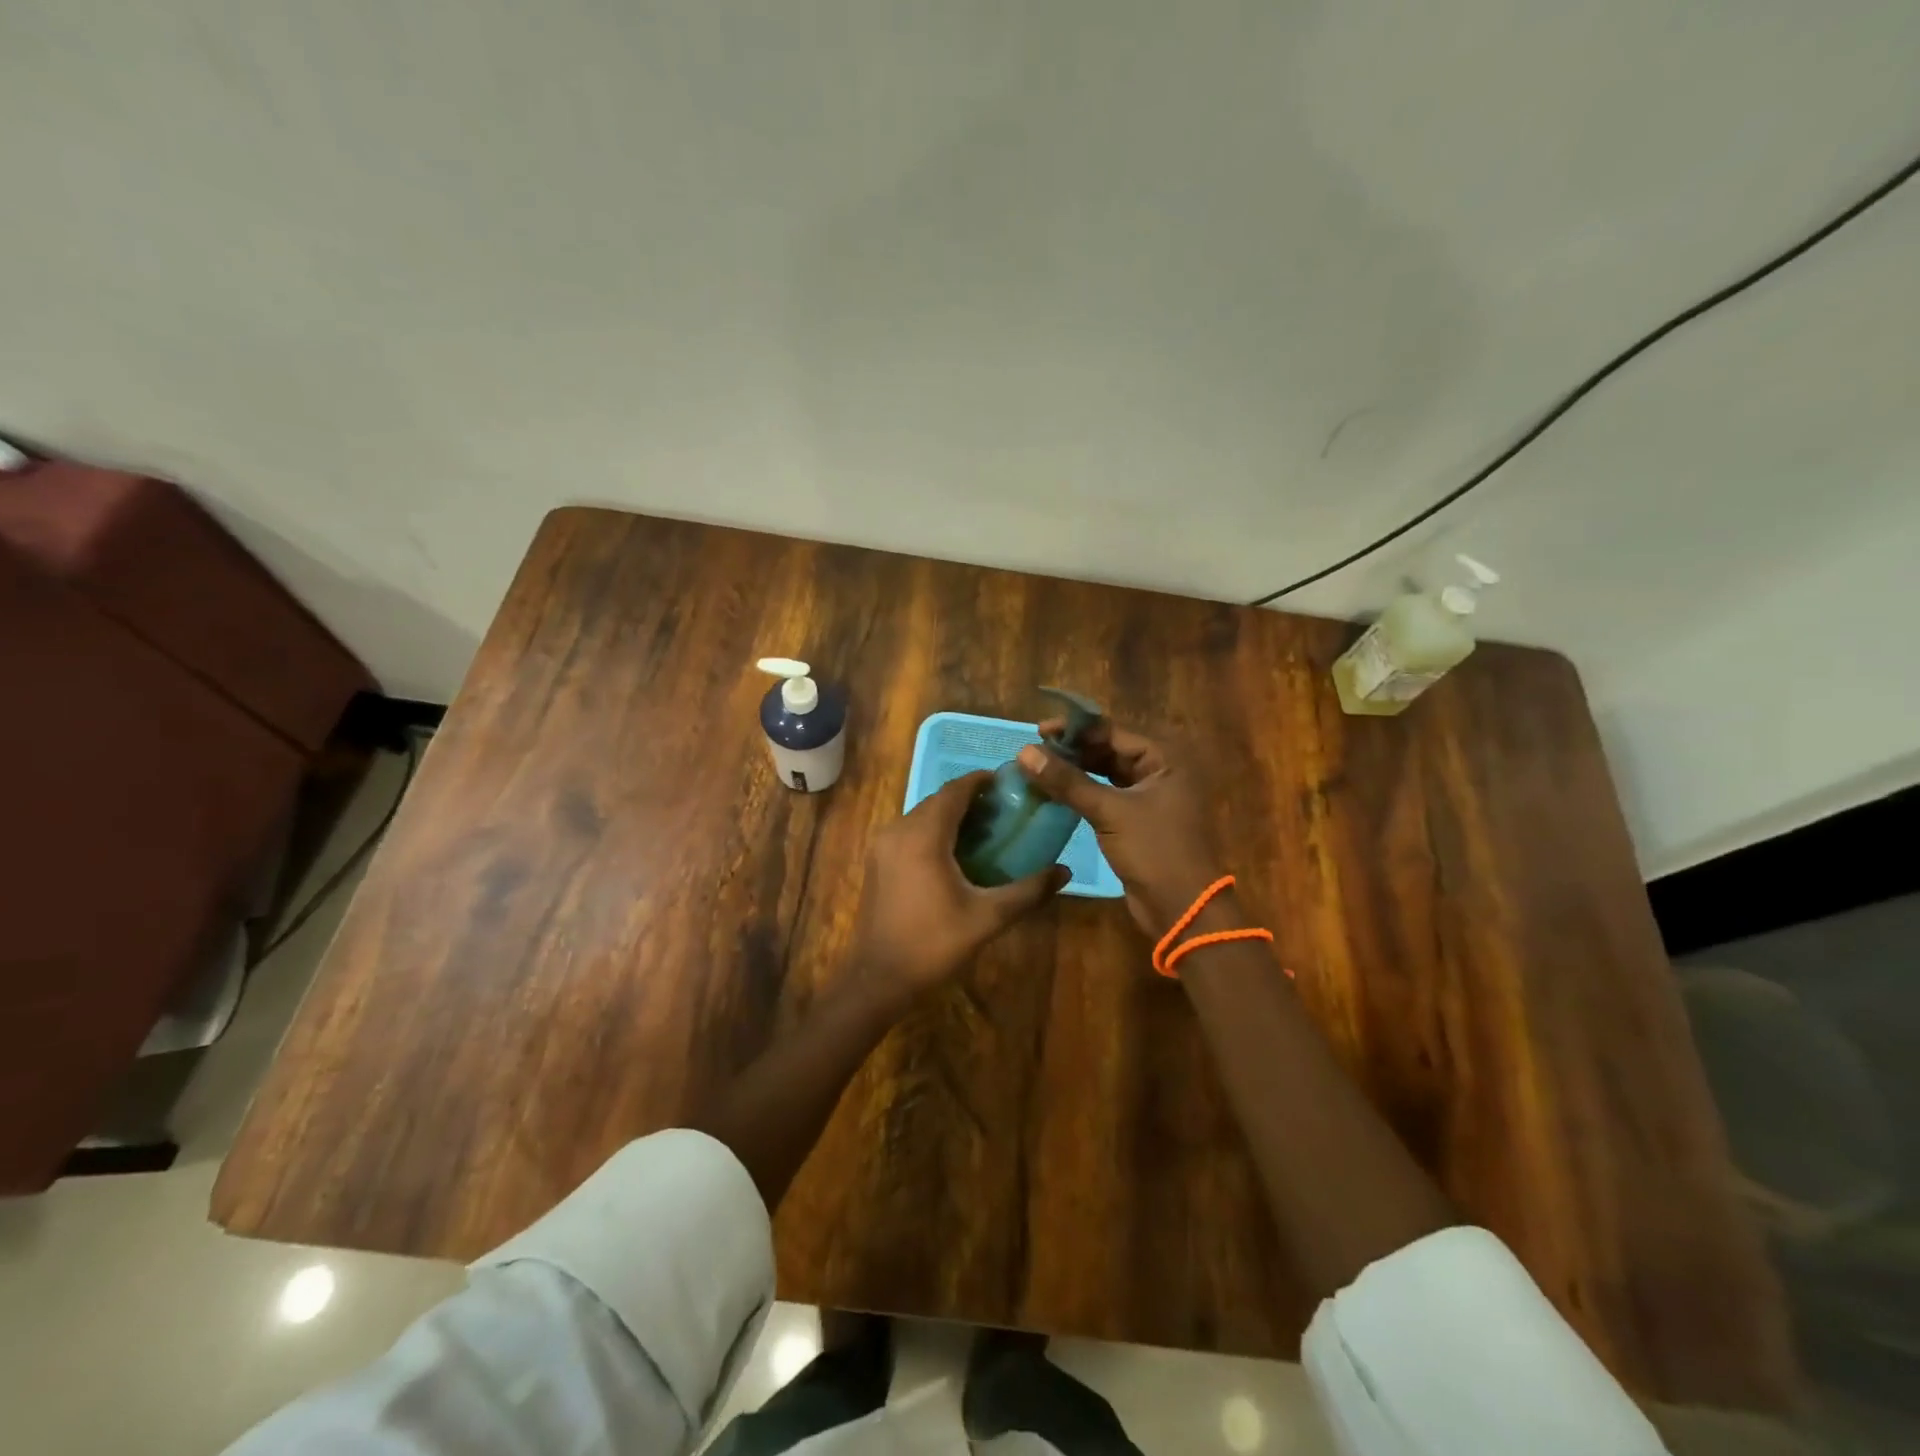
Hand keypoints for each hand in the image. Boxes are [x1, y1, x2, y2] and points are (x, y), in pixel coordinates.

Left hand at [852, 770, 1068, 1007]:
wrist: (878, 978)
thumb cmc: (933, 945)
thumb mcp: (987, 918)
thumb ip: (1028, 891)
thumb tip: (1064, 871)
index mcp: (924, 836)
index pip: (954, 791)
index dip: (981, 781)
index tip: (1009, 783)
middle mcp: (898, 830)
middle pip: (938, 800)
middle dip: (969, 799)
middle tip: (1004, 811)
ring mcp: (883, 846)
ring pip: (922, 815)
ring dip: (951, 815)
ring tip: (985, 830)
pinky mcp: (877, 862)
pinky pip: (910, 831)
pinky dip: (934, 830)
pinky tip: (955, 853)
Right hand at [1019, 720, 1225, 939]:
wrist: (1183, 908)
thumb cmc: (1154, 850)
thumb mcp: (1109, 812)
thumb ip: (1067, 781)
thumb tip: (1024, 752)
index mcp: (1164, 759)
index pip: (1113, 732)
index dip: (1075, 730)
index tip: (1039, 731)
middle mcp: (1160, 771)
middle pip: (1110, 751)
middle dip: (1074, 750)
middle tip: (1035, 752)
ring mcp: (1151, 796)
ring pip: (1107, 774)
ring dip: (1076, 771)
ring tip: (1040, 769)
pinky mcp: (1139, 820)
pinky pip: (1107, 796)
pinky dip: (1084, 792)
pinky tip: (1056, 793)